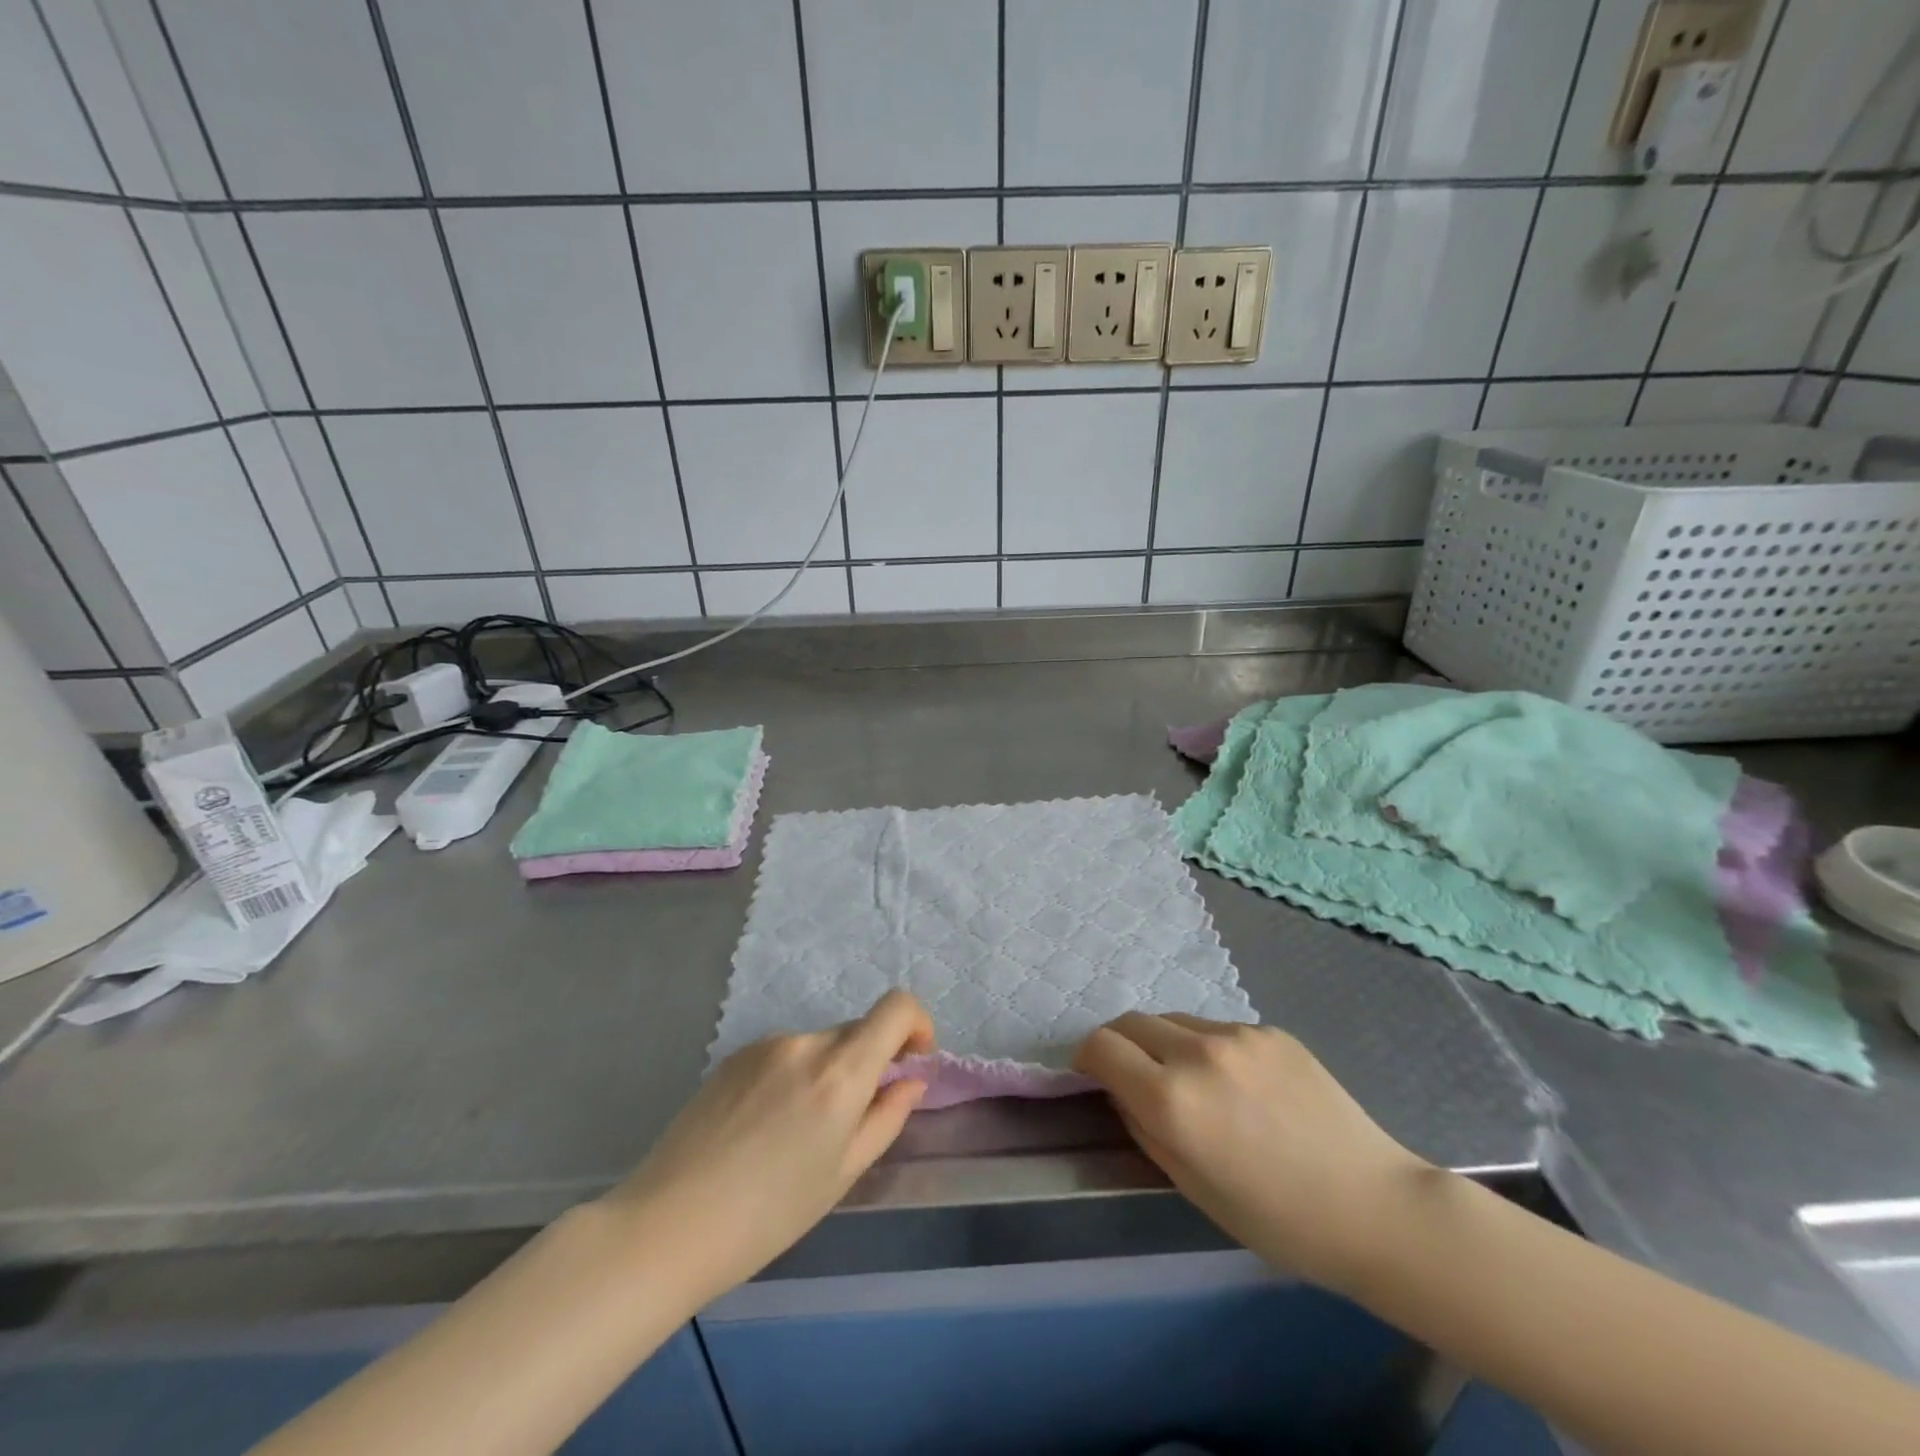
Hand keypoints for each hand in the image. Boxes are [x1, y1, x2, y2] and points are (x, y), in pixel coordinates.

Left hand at [599, 990, 934, 1301]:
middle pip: (857, 1030)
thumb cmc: (768, 1215)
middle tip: (852, 1119)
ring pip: (819, 1045)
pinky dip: (793, 1076)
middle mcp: (805, 1043)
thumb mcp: (843, 1173)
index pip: (896, 1007)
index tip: (913, 1060)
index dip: (917, 1024)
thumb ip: (886, 1117)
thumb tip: (911, 1080)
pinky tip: (763, 1126)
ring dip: (828, 1072)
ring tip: (796, 1133)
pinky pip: (784, 1053)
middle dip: (870, 1061)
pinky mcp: (734, 1055)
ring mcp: (765, 1044)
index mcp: (840, 1072)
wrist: (668, 1224)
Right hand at [1074, 1013, 1428, 1289]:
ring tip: (1196, 1086)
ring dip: (1166, 1044)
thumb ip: (1143, 1127)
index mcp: (1172, 1099)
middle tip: (1136, 1078)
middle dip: (1121, 1045)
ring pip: (1175, 1021)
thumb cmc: (1276, 1218)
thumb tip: (1121, 1089)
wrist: (1374, 1207)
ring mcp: (1238, 1034)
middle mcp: (1198, 1052)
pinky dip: (1210, 1048)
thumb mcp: (1191, 1186)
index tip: (1094, 1076)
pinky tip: (1244, 1087)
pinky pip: (1218, 1028)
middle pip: (1131, 1022)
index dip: (1087, 1058)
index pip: (1100, 1046)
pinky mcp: (1270, 1029)